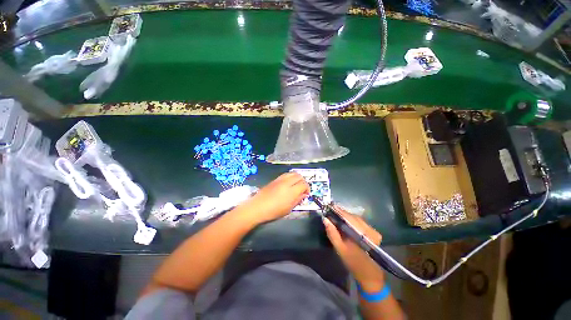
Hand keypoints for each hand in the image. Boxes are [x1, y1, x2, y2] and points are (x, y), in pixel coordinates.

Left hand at [240, 172, 309, 224]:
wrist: (257, 207)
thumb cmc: (273, 211)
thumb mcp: (288, 208)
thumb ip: (298, 200)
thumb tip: (304, 195)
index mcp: (291, 191)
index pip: (304, 184)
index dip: (307, 188)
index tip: (306, 194)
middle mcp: (287, 182)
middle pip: (299, 176)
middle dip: (303, 181)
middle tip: (302, 189)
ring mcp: (280, 179)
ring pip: (293, 173)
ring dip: (297, 178)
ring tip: (295, 185)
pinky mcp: (275, 179)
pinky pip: (286, 174)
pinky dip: (290, 177)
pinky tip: (288, 184)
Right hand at [323, 207, 385, 291]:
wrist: (369, 275)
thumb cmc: (353, 263)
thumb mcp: (340, 249)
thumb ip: (332, 233)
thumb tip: (325, 219)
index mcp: (363, 235)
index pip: (349, 218)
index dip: (339, 211)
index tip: (330, 206)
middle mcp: (370, 230)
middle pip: (354, 217)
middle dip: (342, 213)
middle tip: (332, 210)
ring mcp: (374, 231)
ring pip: (357, 219)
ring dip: (347, 216)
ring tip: (337, 214)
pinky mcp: (374, 233)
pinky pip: (361, 222)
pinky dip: (352, 220)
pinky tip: (345, 221)